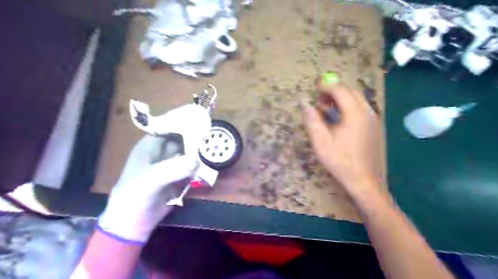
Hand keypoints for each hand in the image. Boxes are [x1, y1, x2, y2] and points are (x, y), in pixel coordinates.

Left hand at [98, 104, 209, 242]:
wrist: (133, 223)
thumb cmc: (134, 197)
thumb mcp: (149, 181)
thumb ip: (171, 169)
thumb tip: (196, 160)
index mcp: (151, 145)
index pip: (170, 126)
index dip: (185, 121)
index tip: (203, 118)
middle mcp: (163, 151)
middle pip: (183, 138)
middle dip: (197, 136)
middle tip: (214, 134)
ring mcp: (172, 164)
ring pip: (190, 151)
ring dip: (201, 150)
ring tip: (216, 147)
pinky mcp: (180, 175)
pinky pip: (193, 166)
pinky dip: (201, 164)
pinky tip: (210, 163)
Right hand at [301, 82, 381, 198]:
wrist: (365, 181)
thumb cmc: (341, 161)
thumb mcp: (321, 141)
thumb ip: (312, 120)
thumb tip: (304, 103)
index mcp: (355, 113)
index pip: (341, 90)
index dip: (326, 86)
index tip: (314, 88)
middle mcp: (367, 112)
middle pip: (351, 91)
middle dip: (334, 90)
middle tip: (319, 98)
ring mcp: (373, 120)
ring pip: (357, 100)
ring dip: (341, 99)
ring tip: (325, 108)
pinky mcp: (374, 127)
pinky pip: (360, 109)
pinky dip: (348, 107)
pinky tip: (338, 119)